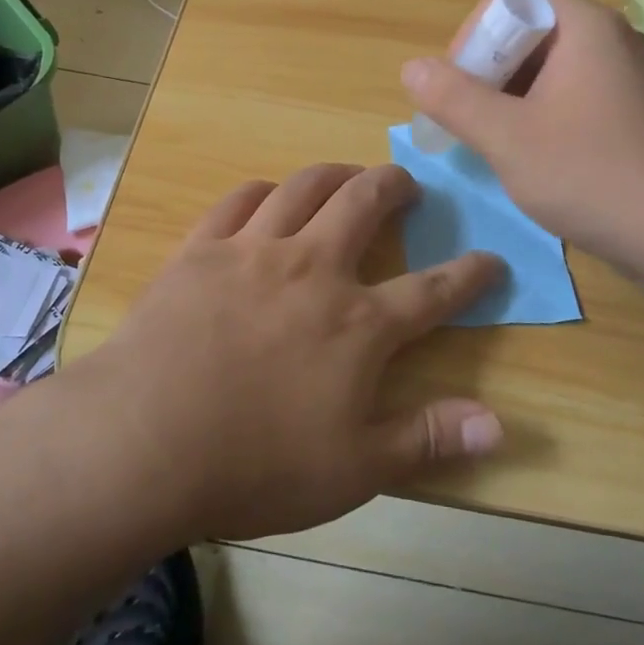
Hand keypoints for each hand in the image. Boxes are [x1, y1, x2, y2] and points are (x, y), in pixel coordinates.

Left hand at [89, 163, 504, 541]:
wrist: (143, 440)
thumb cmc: (255, 464)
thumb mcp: (354, 470)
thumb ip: (427, 438)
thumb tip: (499, 424)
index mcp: (357, 324)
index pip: (433, 291)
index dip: (470, 274)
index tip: (491, 259)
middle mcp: (313, 268)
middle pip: (365, 203)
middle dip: (394, 186)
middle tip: (406, 185)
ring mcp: (254, 250)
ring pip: (305, 187)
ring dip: (335, 174)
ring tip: (347, 177)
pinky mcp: (202, 248)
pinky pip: (240, 200)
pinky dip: (263, 191)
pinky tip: (267, 196)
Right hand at [400, 0, 643, 269]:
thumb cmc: (593, 176)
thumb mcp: (507, 138)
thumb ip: (453, 99)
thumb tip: (412, 68)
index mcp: (586, 27)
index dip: (476, 28)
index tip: (462, 80)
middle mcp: (615, 40)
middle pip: (535, 28)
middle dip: (492, 67)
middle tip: (474, 118)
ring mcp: (635, 78)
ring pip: (557, 66)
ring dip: (517, 95)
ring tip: (502, 143)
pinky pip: (582, 94)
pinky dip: (548, 113)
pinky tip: (542, 159)